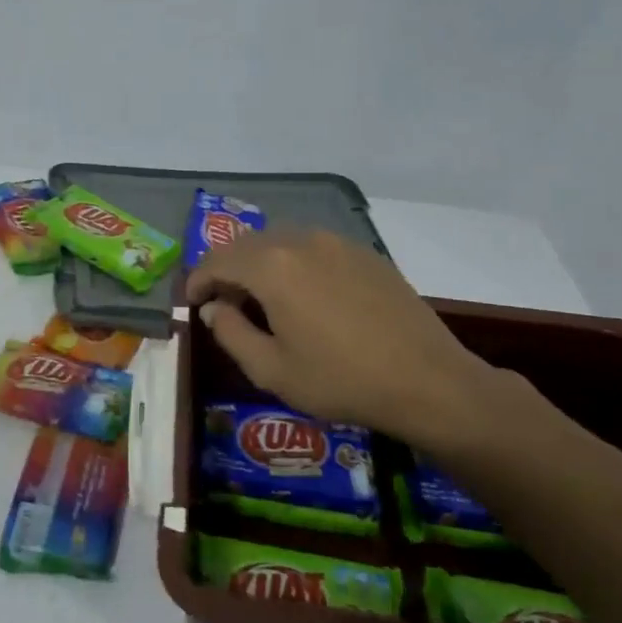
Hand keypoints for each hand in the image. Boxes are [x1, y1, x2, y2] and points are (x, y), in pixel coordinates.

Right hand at [185, 229, 505, 458]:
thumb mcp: (271, 369)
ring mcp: (337, 242)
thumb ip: (230, 332)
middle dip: (226, 269)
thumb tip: (214, 307)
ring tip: (262, 299)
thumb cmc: (341, 380)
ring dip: (260, 264)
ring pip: (280, 241)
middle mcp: (300, 240)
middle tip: (223, 303)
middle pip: (246, 244)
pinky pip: (313, 247)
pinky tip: (305, 296)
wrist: (428, 382)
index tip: (193, 304)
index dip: (197, 281)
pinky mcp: (365, 253)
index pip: (216, 260)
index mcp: (271, 266)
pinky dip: (293, 263)